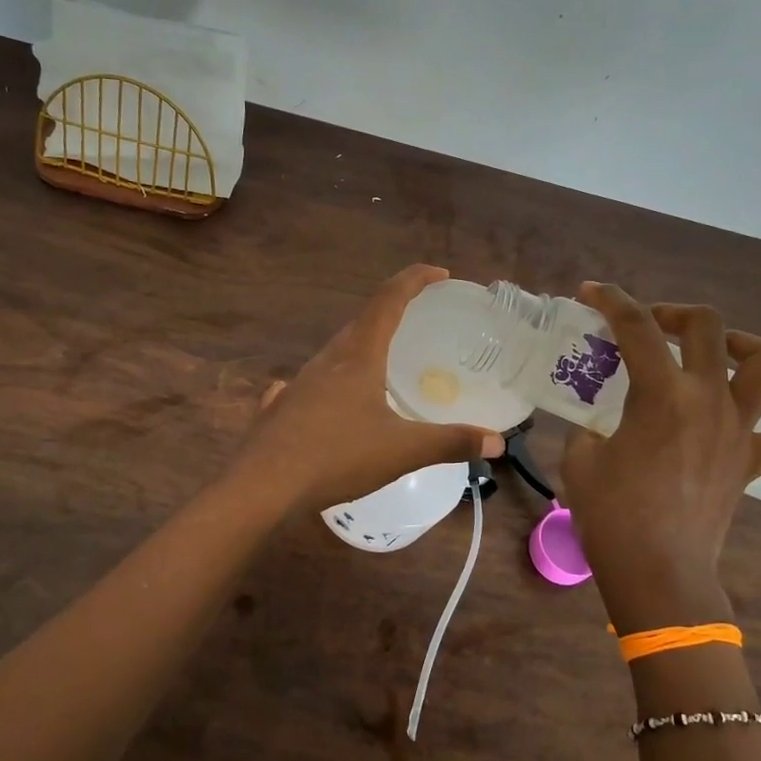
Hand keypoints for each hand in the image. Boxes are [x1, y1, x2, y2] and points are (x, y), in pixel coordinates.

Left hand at [235, 265, 506, 510]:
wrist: (263, 486)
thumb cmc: (337, 457)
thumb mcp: (403, 451)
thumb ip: (451, 443)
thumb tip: (496, 442)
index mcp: (358, 356)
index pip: (389, 300)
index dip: (415, 280)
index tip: (440, 273)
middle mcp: (326, 360)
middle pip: (361, 323)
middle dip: (391, 314)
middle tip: (416, 323)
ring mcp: (297, 383)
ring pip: (334, 354)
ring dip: (360, 348)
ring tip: (380, 365)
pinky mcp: (279, 409)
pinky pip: (307, 386)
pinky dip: (326, 384)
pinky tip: (324, 400)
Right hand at [562, 282, 760, 630]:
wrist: (657, 572)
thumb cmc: (611, 517)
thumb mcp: (579, 460)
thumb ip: (588, 427)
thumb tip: (597, 424)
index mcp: (661, 395)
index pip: (637, 328)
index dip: (611, 301)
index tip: (590, 293)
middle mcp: (709, 400)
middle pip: (709, 326)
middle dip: (674, 313)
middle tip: (649, 328)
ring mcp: (740, 430)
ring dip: (744, 345)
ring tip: (716, 352)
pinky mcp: (755, 462)